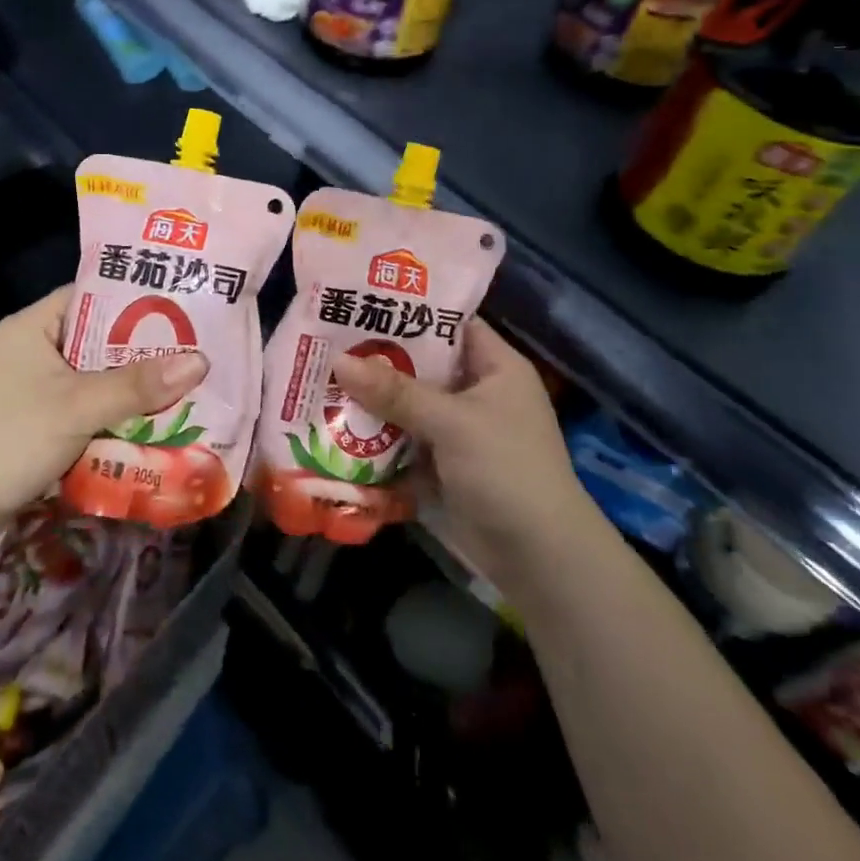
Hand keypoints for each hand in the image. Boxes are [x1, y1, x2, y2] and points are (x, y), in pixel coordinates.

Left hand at [0, 286, 208, 527]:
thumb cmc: (8, 439)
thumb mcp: (78, 406)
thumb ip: (137, 384)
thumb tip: (202, 361)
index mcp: (33, 326)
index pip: (93, 295)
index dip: (137, 298)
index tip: (183, 308)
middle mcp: (32, 350)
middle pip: (99, 339)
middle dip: (143, 350)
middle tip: (194, 351)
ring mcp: (31, 389)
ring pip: (94, 377)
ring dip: (130, 387)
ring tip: (183, 386)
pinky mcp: (34, 423)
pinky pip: (84, 407)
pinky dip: (112, 414)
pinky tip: (150, 423)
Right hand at [331, 319, 593, 587]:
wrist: (539, 559)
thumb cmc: (506, 469)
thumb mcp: (452, 422)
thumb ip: (396, 391)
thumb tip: (338, 360)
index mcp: (495, 366)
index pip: (449, 323)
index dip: (409, 312)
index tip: (360, 301)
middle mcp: (477, 392)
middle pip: (422, 365)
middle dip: (378, 359)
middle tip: (325, 342)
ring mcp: (460, 431)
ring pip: (408, 405)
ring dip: (372, 401)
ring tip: (319, 381)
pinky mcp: (445, 466)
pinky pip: (405, 441)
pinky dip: (378, 438)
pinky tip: (335, 428)